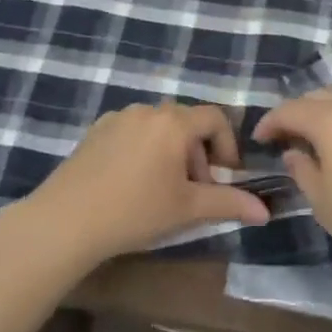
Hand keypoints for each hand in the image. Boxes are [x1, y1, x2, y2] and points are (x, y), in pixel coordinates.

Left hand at [22, 102, 269, 269]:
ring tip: (163, 190)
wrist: (65, 221)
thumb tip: (266, 211)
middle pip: (187, 122)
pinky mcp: (96, 130)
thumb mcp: (187, 209)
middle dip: (199, 154)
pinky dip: (144, 150)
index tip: (225, 178)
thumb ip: (229, 203)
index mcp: (175, 122)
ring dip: (172, 152)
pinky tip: (131, 184)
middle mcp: (148, 109)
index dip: (228, 146)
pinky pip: (133, 132)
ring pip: (159, 127)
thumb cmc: (135, 211)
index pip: (216, 118)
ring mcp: (118, 117)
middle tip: (195, 191)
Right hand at [253, 89, 331, 278]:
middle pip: (317, 97)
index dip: (270, 122)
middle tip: (284, 138)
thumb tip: (294, 153)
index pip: (290, 109)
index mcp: (331, 118)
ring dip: (323, 115)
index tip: (258, 139)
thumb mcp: (325, 203)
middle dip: (296, 113)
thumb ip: (303, 172)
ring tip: (314, 143)